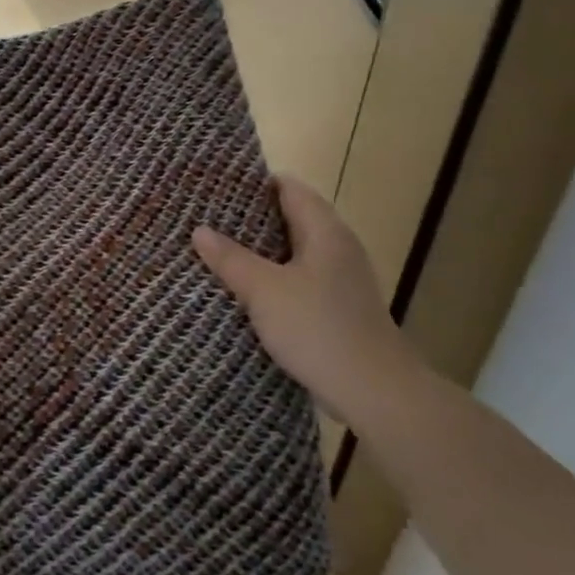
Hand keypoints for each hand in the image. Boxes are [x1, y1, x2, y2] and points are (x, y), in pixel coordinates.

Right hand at [193, 176, 417, 420]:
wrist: (374, 391)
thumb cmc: (318, 329)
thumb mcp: (264, 291)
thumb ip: (231, 258)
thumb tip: (200, 230)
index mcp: (325, 232)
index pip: (289, 188)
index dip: (254, 183)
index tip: (216, 186)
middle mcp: (337, 248)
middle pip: (291, 218)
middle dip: (250, 218)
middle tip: (206, 219)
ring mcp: (340, 280)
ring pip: (293, 252)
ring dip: (259, 251)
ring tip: (216, 251)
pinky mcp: (337, 308)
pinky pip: (298, 279)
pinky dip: (272, 278)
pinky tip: (244, 290)